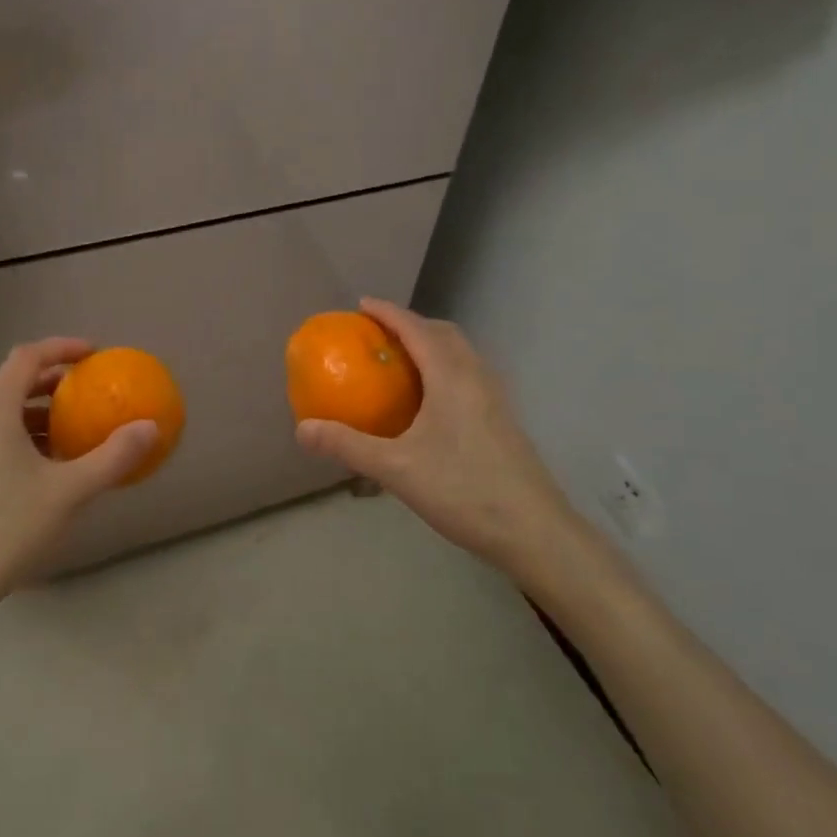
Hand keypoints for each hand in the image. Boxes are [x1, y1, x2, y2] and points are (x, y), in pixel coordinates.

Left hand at [0, 338, 157, 627]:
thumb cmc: (4, 530)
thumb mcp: (68, 493)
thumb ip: (112, 458)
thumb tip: (150, 428)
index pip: (26, 357)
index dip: (61, 347)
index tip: (94, 354)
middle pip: (13, 383)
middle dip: (53, 381)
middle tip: (89, 392)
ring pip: (2, 414)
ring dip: (39, 413)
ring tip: (73, 433)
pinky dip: (24, 438)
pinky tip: (46, 471)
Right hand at [295, 299, 575, 586]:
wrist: (534, 531)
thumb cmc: (463, 491)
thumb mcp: (396, 469)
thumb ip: (348, 445)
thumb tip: (301, 429)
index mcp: (452, 377)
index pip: (416, 329)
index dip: (388, 312)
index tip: (361, 305)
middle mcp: (477, 377)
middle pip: (444, 333)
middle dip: (411, 324)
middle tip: (379, 334)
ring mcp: (495, 398)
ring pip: (462, 354)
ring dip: (432, 345)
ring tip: (401, 362)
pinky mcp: (503, 419)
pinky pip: (470, 374)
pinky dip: (445, 368)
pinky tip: (430, 402)